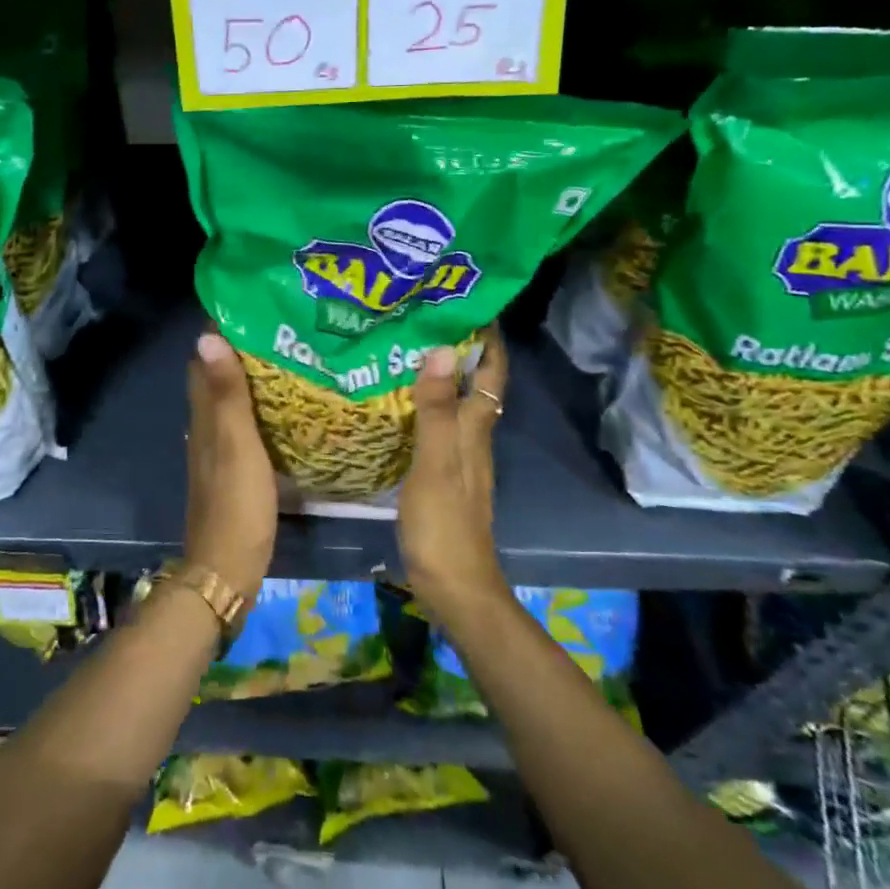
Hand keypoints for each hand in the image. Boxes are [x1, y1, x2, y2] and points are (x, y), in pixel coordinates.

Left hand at [184, 333, 278, 600]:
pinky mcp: (233, 467)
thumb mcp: (237, 444)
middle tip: (278, 326)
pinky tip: (283, 406)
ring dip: (249, 376)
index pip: (203, 359)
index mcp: (204, 415)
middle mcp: (205, 425)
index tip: (250, 305)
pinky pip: (242, 422)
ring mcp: (217, 448)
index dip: (220, 329)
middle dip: (239, 348)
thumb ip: (227, 394)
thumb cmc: (236, 503)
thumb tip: (206, 336)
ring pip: (229, 398)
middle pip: (216, 375)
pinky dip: (257, 405)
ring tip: (286, 355)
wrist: (227, 568)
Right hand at [397, 328, 509, 625]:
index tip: (470, 302)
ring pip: (455, 403)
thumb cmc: (444, 523)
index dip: (488, 340)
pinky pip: (437, 425)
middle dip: (460, 349)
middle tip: (425, 317)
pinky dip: (424, 403)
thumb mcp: (435, 463)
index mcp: (474, 429)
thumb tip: (443, 349)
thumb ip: (437, 409)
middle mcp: (472, 437)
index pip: (491, 374)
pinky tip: (398, 401)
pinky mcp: (441, 473)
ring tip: (407, 347)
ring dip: (441, 374)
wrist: (454, 585)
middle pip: (475, 384)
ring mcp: (458, 457)